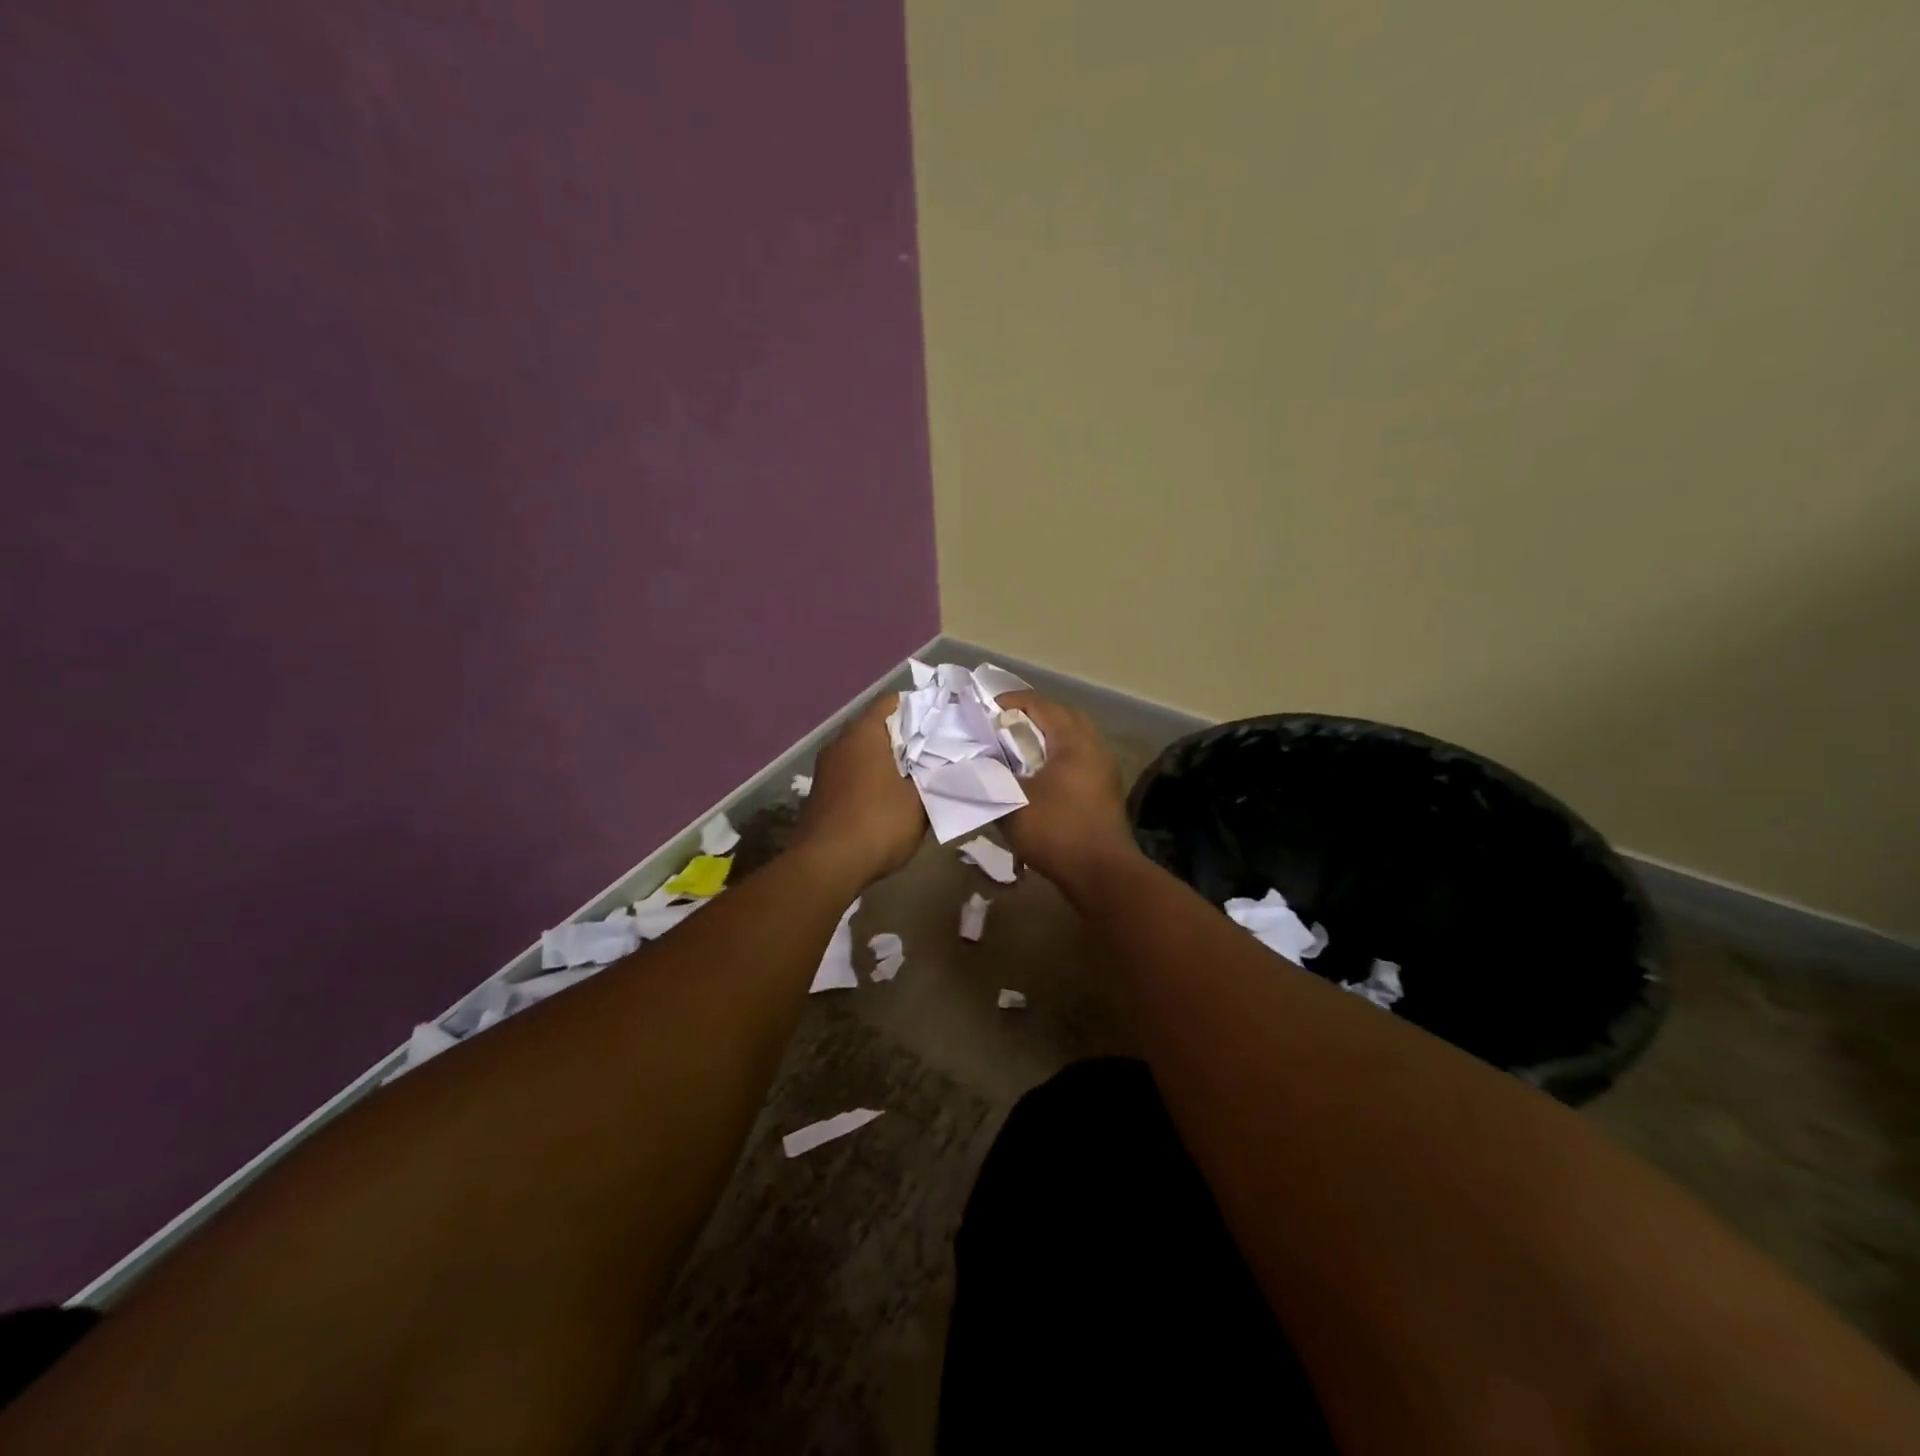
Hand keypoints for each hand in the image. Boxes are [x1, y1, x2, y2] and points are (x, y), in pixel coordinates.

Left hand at [792, 693, 925, 884]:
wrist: (825, 867)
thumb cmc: (878, 824)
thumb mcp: (920, 803)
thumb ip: (935, 777)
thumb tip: (945, 764)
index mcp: (864, 733)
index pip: (893, 701)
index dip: (921, 709)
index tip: (943, 724)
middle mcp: (840, 743)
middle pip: (878, 726)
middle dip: (907, 737)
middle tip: (937, 751)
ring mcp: (827, 768)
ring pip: (865, 752)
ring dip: (889, 761)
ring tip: (919, 776)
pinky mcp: (822, 792)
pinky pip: (853, 773)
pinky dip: (873, 779)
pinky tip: (891, 798)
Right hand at [996, 692, 1138, 888]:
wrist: (1102, 874)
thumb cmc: (1057, 831)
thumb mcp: (1012, 801)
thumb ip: (990, 776)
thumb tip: (973, 760)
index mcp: (1073, 741)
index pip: (1039, 705)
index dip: (1010, 702)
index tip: (985, 710)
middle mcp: (1094, 746)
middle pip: (1061, 716)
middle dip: (1031, 716)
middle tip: (1003, 726)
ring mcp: (1103, 768)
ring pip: (1072, 739)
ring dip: (1046, 738)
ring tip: (1017, 750)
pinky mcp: (1105, 790)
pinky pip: (1078, 758)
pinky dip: (1056, 757)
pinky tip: (1038, 776)